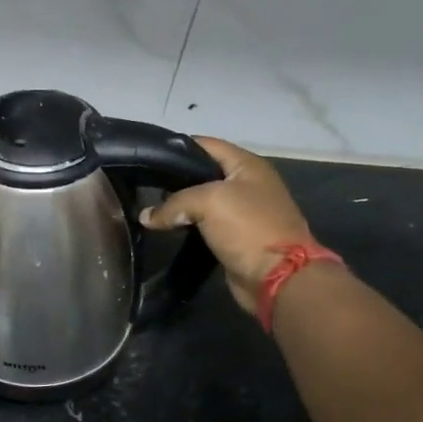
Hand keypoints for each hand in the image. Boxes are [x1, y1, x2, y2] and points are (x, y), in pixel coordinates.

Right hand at [140, 138, 314, 314]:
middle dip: (174, 178)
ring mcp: (243, 211)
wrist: (277, 277)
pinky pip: (205, 223)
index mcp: (246, 165)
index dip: (176, 147)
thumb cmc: (248, 227)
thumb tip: (146, 217)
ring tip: (150, 206)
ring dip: (179, 204)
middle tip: (144, 184)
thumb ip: (173, 203)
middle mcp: (246, 183)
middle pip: (202, 172)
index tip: (147, 156)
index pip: (205, 144)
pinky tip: (167, 227)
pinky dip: (188, 224)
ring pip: (202, 200)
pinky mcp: (235, 236)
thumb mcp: (208, 202)